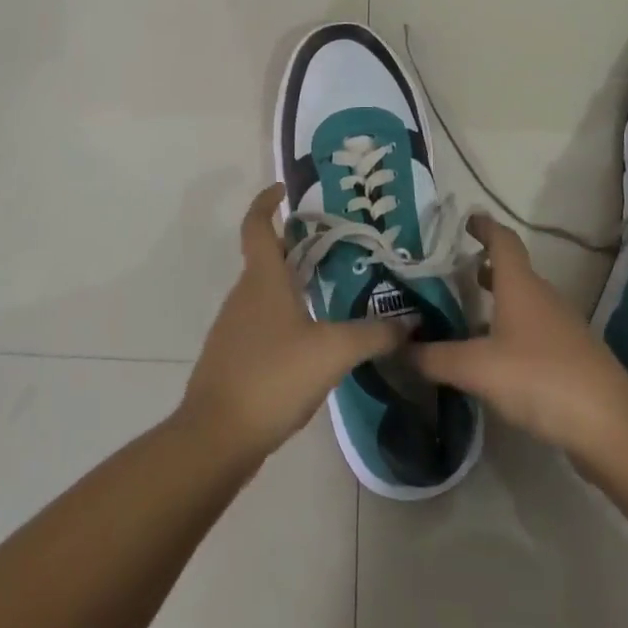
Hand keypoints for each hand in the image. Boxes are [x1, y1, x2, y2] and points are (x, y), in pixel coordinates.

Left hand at [178, 184, 406, 465]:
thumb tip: (410, 320)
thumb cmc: (272, 377)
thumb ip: (373, 334)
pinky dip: (285, 317)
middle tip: (334, 246)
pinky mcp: (233, 357)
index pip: (257, 225)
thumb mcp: (332, 352)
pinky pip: (261, 322)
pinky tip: (310, 340)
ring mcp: (234, 327)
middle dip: (295, 246)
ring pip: (264, 291)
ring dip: (291, 283)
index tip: (283, 190)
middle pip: (265, 257)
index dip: (266, 202)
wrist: (217, 437)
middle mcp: (243, 294)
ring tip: (331, 291)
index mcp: (262, 279)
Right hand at [409, 213, 627, 467]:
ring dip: (495, 302)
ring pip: (522, 303)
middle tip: (448, 273)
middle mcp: (543, 298)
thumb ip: (435, 358)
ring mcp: (561, 328)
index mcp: (521, 285)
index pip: (502, 240)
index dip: (484, 226)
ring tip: (463, 315)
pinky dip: (509, 331)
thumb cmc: (540, 379)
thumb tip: (400, 348)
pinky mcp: (571, 358)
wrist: (611, 428)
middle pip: (511, 271)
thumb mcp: (477, 368)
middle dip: (481, 268)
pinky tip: (492, 358)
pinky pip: (532, 331)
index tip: (465, 220)